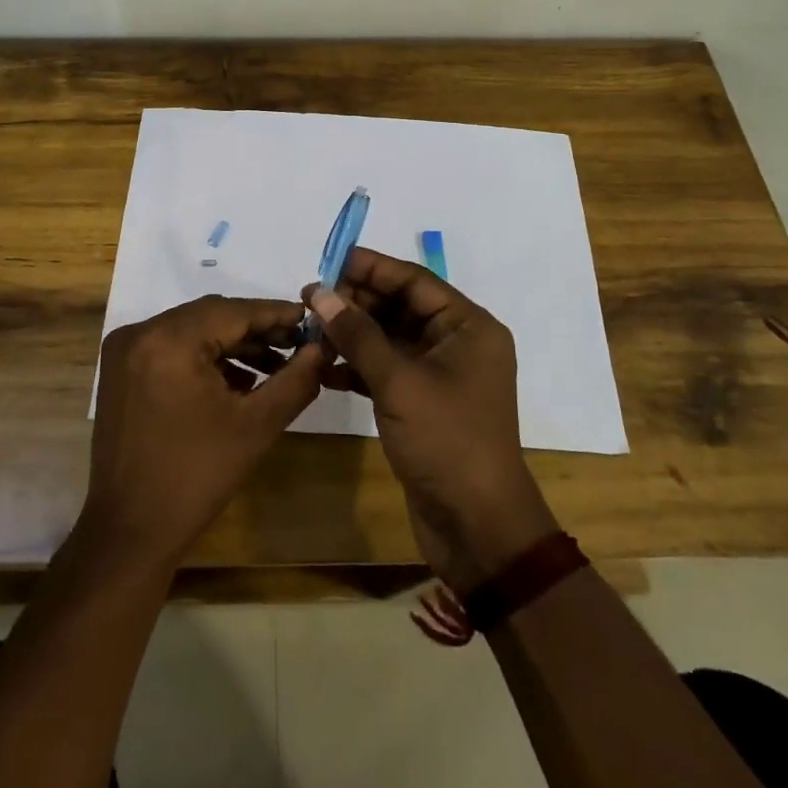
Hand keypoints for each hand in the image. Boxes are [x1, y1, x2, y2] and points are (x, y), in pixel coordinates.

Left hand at [82, 296, 325, 572]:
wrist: (130, 531)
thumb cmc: (196, 478)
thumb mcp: (256, 426)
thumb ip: (295, 381)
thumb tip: (321, 349)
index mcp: (169, 340)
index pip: (232, 311)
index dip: (275, 314)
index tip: (310, 320)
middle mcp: (141, 333)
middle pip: (210, 316)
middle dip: (255, 329)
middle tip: (297, 343)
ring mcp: (125, 350)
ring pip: (191, 330)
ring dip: (231, 344)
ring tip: (274, 366)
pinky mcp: (121, 370)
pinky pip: (171, 347)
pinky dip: (204, 357)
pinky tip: (237, 380)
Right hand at [304, 248, 558, 592]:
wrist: (477, 527)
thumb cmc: (447, 441)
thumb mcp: (399, 382)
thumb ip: (358, 334)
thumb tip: (319, 292)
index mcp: (468, 327)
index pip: (414, 281)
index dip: (371, 267)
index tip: (328, 260)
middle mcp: (456, 344)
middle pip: (400, 307)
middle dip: (356, 302)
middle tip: (309, 298)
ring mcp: (439, 375)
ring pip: (390, 339)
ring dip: (352, 334)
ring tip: (309, 329)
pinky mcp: (422, 404)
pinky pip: (386, 370)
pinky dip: (358, 366)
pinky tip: (324, 367)